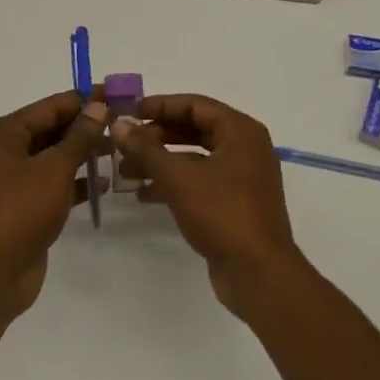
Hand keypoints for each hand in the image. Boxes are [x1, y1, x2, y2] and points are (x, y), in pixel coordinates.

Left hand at [0, 90, 107, 321]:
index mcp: (5, 134)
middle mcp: (6, 152)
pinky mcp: (24, 208)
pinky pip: (54, 185)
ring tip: (118, 150)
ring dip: (83, 154)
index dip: (84, 100)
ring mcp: (14, 182)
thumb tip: (99, 106)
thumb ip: (79, 136)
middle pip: (51, 130)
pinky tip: (104, 184)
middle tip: (122, 124)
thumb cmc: (21, 209)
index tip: (117, 95)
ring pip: (54, 158)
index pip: (50, 106)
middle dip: (85, 127)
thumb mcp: (55, 167)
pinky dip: (75, 182)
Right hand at [111, 93, 302, 315]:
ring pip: (195, 157)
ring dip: (161, 162)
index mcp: (240, 131)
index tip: (130, 110)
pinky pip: (201, 181)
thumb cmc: (222, 214)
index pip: (195, 105)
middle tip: (125, 143)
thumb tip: (119, 125)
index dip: (160, 105)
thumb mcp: (179, 178)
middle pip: (195, 129)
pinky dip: (175, 183)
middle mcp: (245, 147)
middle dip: (157, 137)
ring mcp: (242, 176)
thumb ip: (147, 149)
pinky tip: (145, 194)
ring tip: (126, 171)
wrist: (259, 274)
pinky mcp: (236, 203)